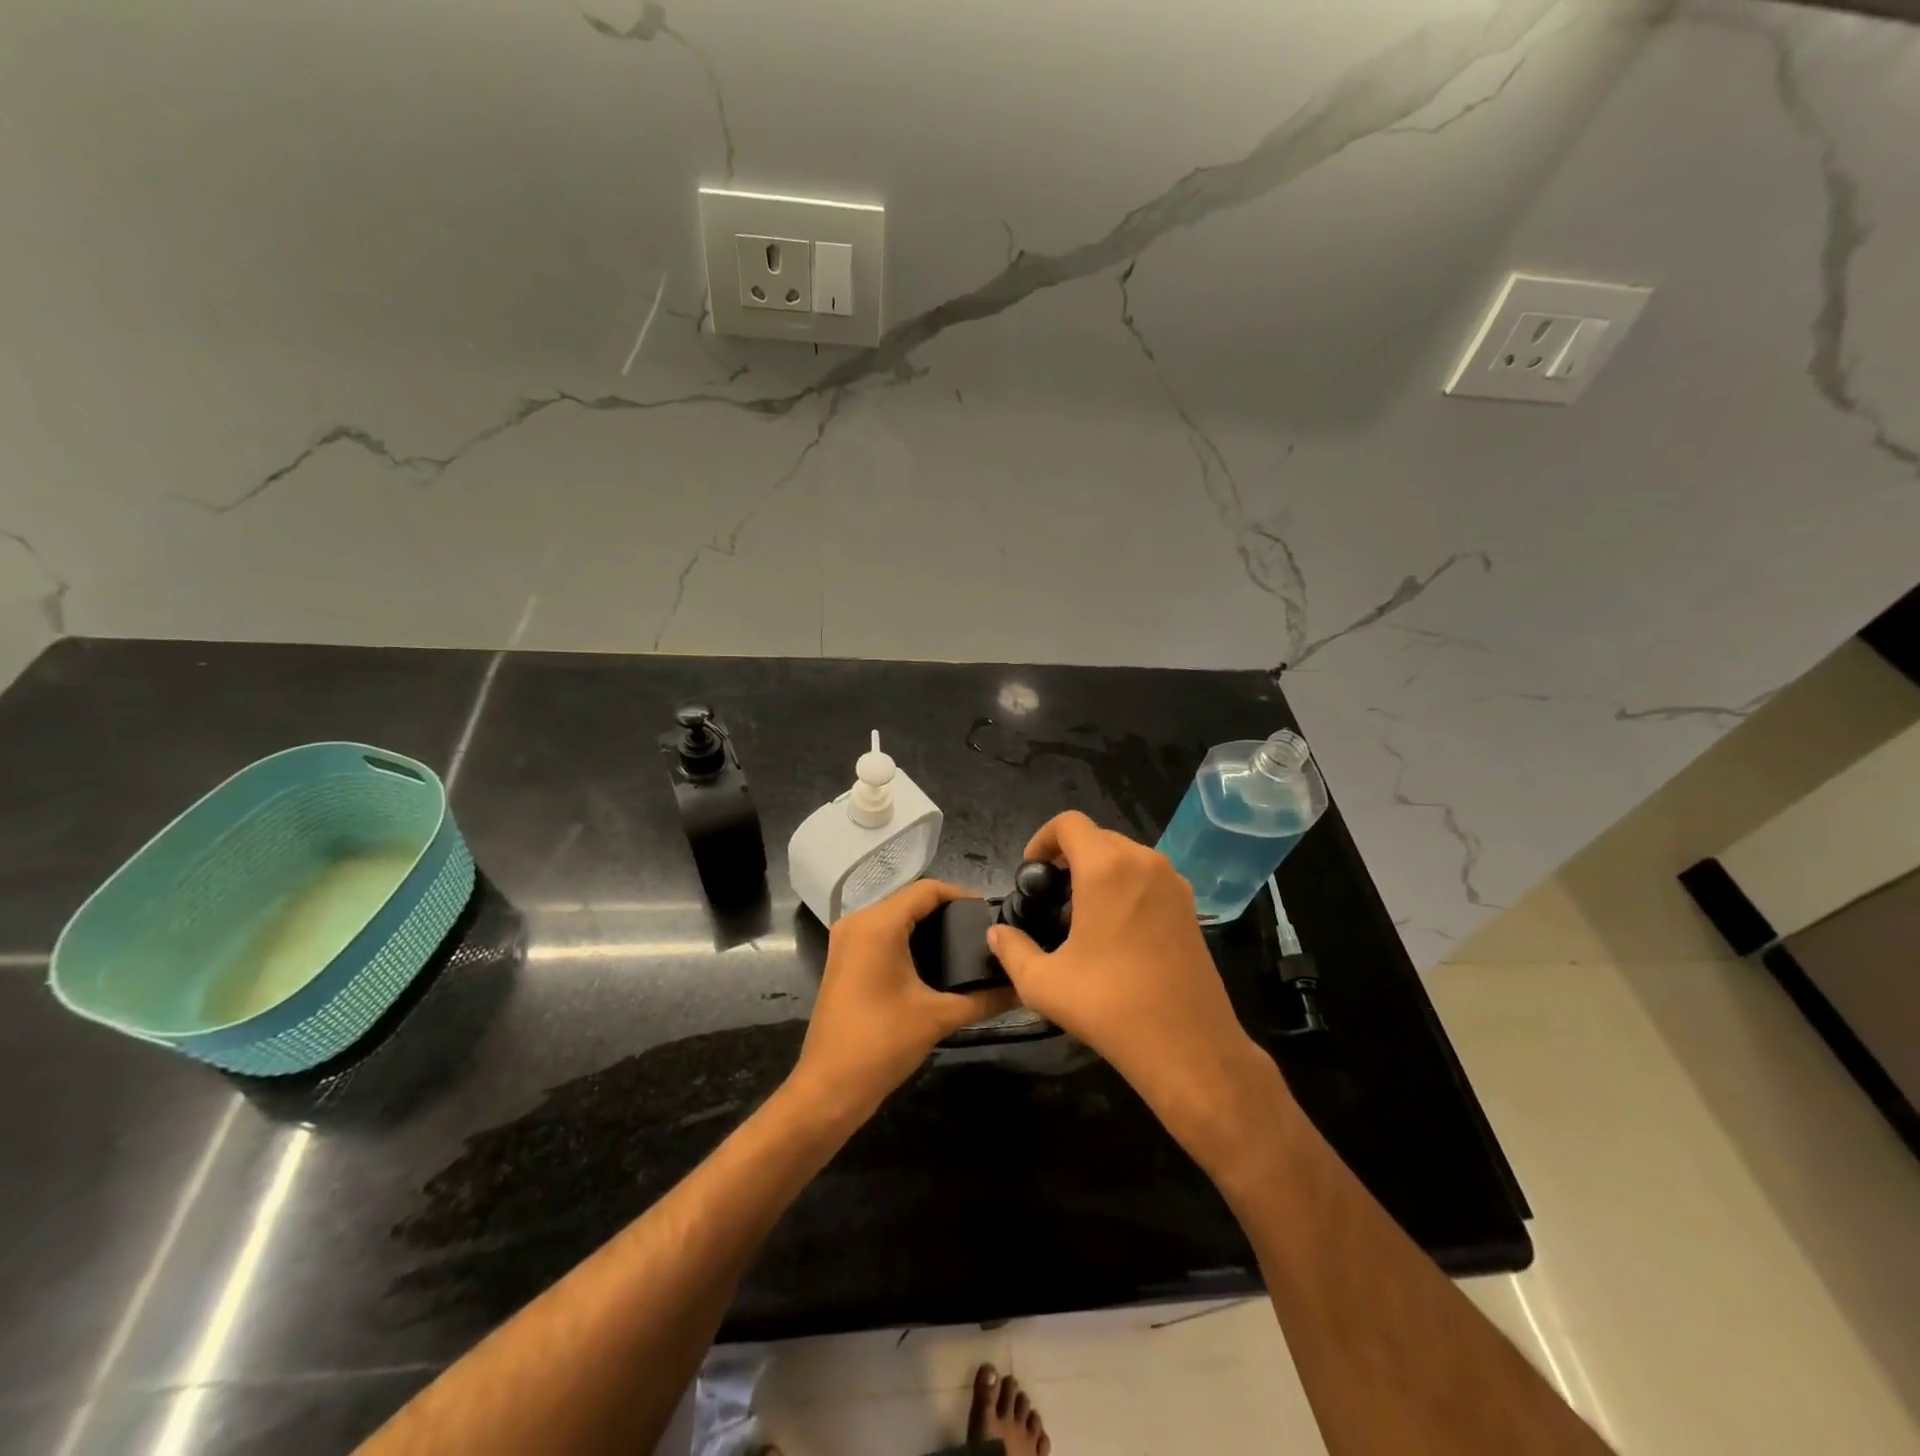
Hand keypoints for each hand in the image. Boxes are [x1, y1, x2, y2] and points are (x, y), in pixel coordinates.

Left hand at [790, 880, 1015, 1125]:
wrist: (829, 1087)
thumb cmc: (883, 1043)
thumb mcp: (939, 1017)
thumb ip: (983, 999)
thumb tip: (1021, 989)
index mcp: (878, 924)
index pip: (927, 890)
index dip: (961, 896)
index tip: (990, 916)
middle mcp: (857, 921)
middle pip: (909, 900)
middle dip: (946, 912)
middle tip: (981, 933)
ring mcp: (846, 940)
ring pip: (894, 916)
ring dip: (926, 925)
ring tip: (964, 946)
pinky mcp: (843, 958)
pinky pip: (881, 933)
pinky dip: (907, 938)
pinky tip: (933, 961)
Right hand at [986, 812, 1287, 1172]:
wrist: (1188, 1045)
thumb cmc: (1109, 1005)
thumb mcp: (1043, 982)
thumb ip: (1012, 949)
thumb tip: (997, 933)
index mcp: (1106, 868)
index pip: (1069, 823)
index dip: (1042, 839)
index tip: (1031, 872)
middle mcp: (1144, 862)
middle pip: (1098, 837)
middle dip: (1069, 857)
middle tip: (1050, 897)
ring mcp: (1173, 883)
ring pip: (1126, 857)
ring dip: (1099, 871)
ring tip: (1080, 915)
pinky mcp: (1190, 908)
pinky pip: (1149, 878)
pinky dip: (1126, 887)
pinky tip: (1115, 932)